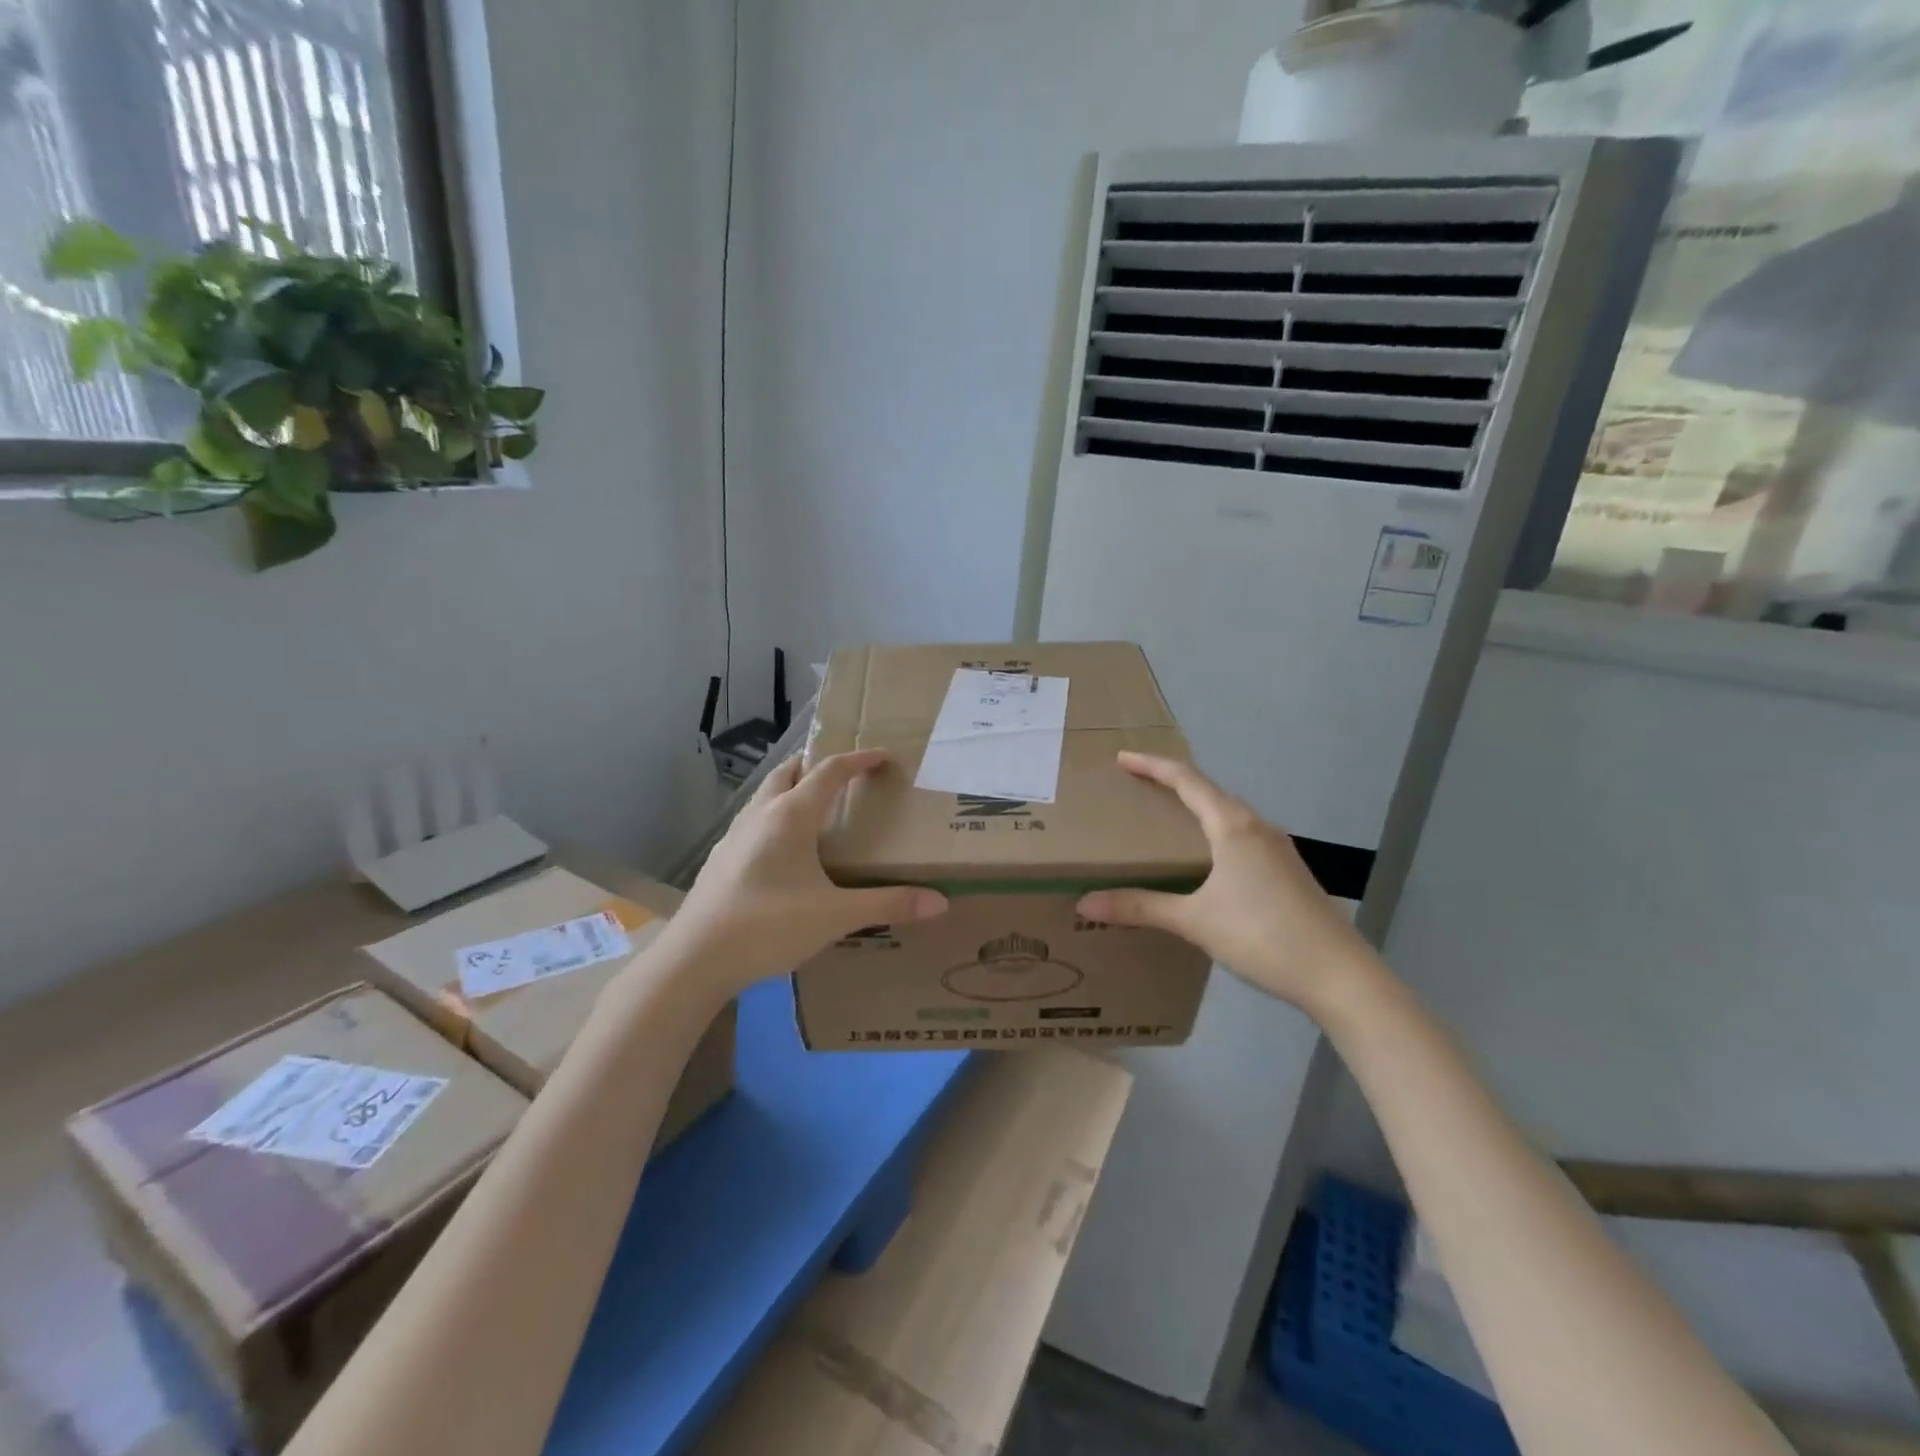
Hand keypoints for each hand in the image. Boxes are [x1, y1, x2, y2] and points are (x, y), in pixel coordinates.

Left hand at [666, 749, 947, 991]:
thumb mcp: (835, 916)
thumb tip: (940, 901)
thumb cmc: (768, 927)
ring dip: (795, 787)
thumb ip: (888, 905)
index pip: (831, 770)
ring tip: (819, 808)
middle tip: (849, 777)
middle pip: (792, 770)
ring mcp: (735, 835)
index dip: (861, 759)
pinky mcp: (721, 857)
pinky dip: (776, 815)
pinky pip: (755, 819)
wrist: (694, 959)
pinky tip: (784, 850)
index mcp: (791, 815)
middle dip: (821, 765)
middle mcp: (761, 814)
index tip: (887, 757)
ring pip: (768, 793)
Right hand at [1075, 752, 1373, 1015]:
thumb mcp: (1194, 921)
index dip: (1152, 766)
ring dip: (1197, 808)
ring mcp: (1278, 850)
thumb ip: (1140, 908)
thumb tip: (1085, 902)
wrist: (1339, 976)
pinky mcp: (1288, 872)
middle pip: (1209, 792)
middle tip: (1139, 787)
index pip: (1186, 780)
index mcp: (1233, 826)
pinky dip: (1216, 832)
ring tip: (1168, 820)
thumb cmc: (1262, 936)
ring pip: (1230, 814)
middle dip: (1173, 784)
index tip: (1122, 759)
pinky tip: (1207, 861)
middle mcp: (1258, 828)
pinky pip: (1242, 836)